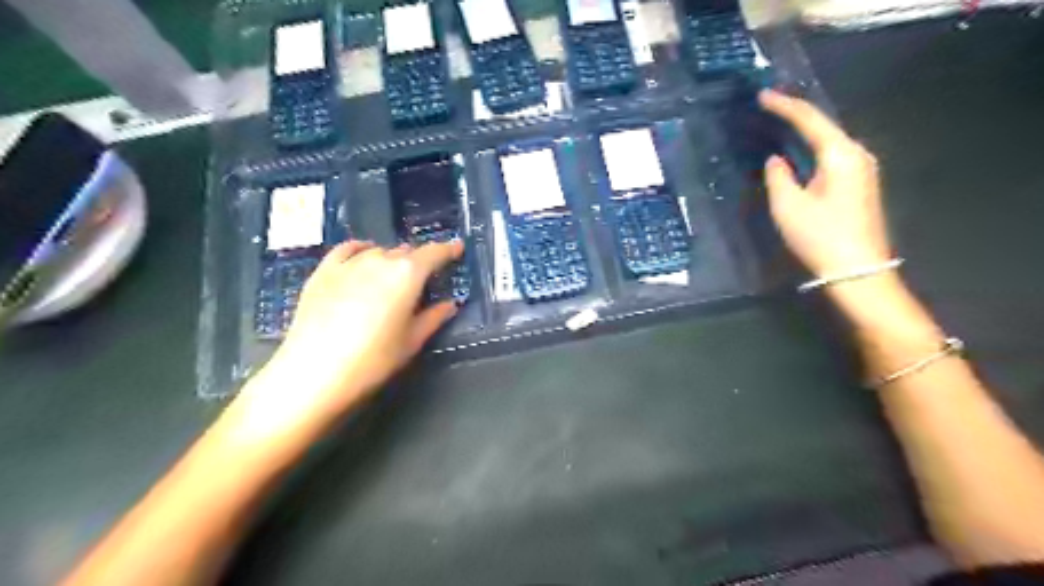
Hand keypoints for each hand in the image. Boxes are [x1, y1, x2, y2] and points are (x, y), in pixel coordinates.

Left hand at [238, 237, 467, 435]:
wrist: (314, 372)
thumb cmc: (373, 360)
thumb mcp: (411, 342)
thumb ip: (433, 318)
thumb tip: (450, 304)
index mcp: (407, 274)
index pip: (434, 253)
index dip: (448, 250)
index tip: (457, 248)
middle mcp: (380, 260)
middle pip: (406, 252)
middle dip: (418, 261)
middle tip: (423, 278)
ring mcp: (349, 263)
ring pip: (379, 251)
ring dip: (391, 259)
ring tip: (393, 276)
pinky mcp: (323, 271)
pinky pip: (347, 250)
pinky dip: (361, 250)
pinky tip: (363, 255)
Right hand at [756, 90, 892, 275]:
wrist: (857, 270)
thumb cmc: (820, 236)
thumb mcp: (788, 206)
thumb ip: (778, 176)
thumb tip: (776, 160)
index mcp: (840, 154)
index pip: (810, 119)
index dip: (784, 106)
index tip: (761, 96)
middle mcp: (856, 154)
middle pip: (823, 125)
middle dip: (795, 114)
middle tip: (768, 106)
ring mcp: (862, 169)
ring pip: (828, 140)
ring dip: (804, 132)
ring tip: (778, 124)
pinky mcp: (859, 184)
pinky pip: (832, 155)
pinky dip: (812, 148)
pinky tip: (797, 151)